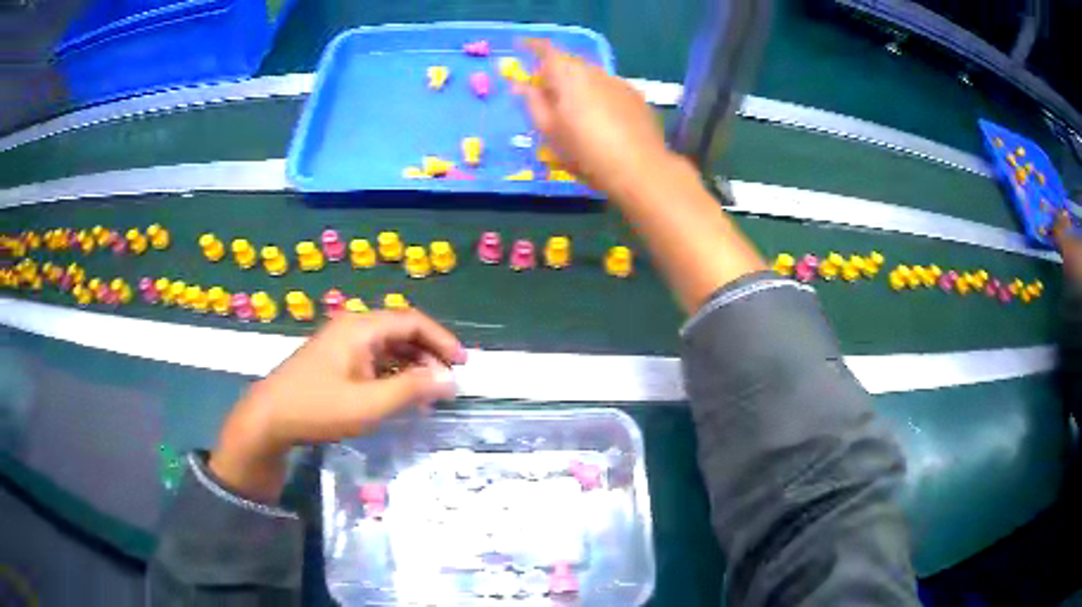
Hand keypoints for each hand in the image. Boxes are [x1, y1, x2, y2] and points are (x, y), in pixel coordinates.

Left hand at [209, 310, 464, 500]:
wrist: (268, 419)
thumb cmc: (318, 408)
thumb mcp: (368, 404)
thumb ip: (411, 390)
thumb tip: (450, 379)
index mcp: (360, 328)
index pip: (412, 321)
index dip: (442, 340)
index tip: (463, 364)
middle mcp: (352, 328)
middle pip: (400, 331)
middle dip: (428, 354)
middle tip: (447, 383)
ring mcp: (341, 344)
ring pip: (387, 346)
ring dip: (411, 366)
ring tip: (428, 393)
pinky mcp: (335, 360)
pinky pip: (372, 359)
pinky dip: (392, 374)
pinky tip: (399, 395)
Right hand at [518, 39, 672, 196]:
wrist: (640, 170)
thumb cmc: (586, 152)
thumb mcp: (550, 131)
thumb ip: (533, 103)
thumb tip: (520, 85)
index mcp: (569, 76)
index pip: (546, 50)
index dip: (532, 46)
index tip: (520, 47)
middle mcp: (595, 72)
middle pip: (569, 63)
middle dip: (554, 72)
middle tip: (543, 92)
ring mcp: (619, 83)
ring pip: (590, 76)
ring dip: (577, 85)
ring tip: (572, 110)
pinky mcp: (637, 98)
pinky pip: (609, 89)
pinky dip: (597, 96)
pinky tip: (599, 119)